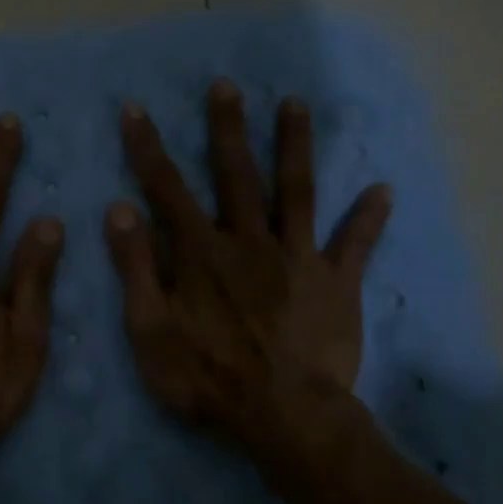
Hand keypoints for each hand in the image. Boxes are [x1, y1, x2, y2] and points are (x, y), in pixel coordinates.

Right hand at [104, 79, 392, 463]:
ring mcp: (297, 258)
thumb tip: (119, 208)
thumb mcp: (150, 330)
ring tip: (296, 104)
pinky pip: (353, 245)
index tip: (135, 108)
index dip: (148, 147)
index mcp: (201, 253)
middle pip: (236, 174)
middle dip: (227, 128)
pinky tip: (383, 189)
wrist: (285, 418)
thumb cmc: (207, 378)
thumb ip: (136, 267)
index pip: (166, 189)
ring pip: (296, 191)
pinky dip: (367, 218)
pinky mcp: (335, 284)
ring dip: (294, 146)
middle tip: (226, 85)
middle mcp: (249, 241)